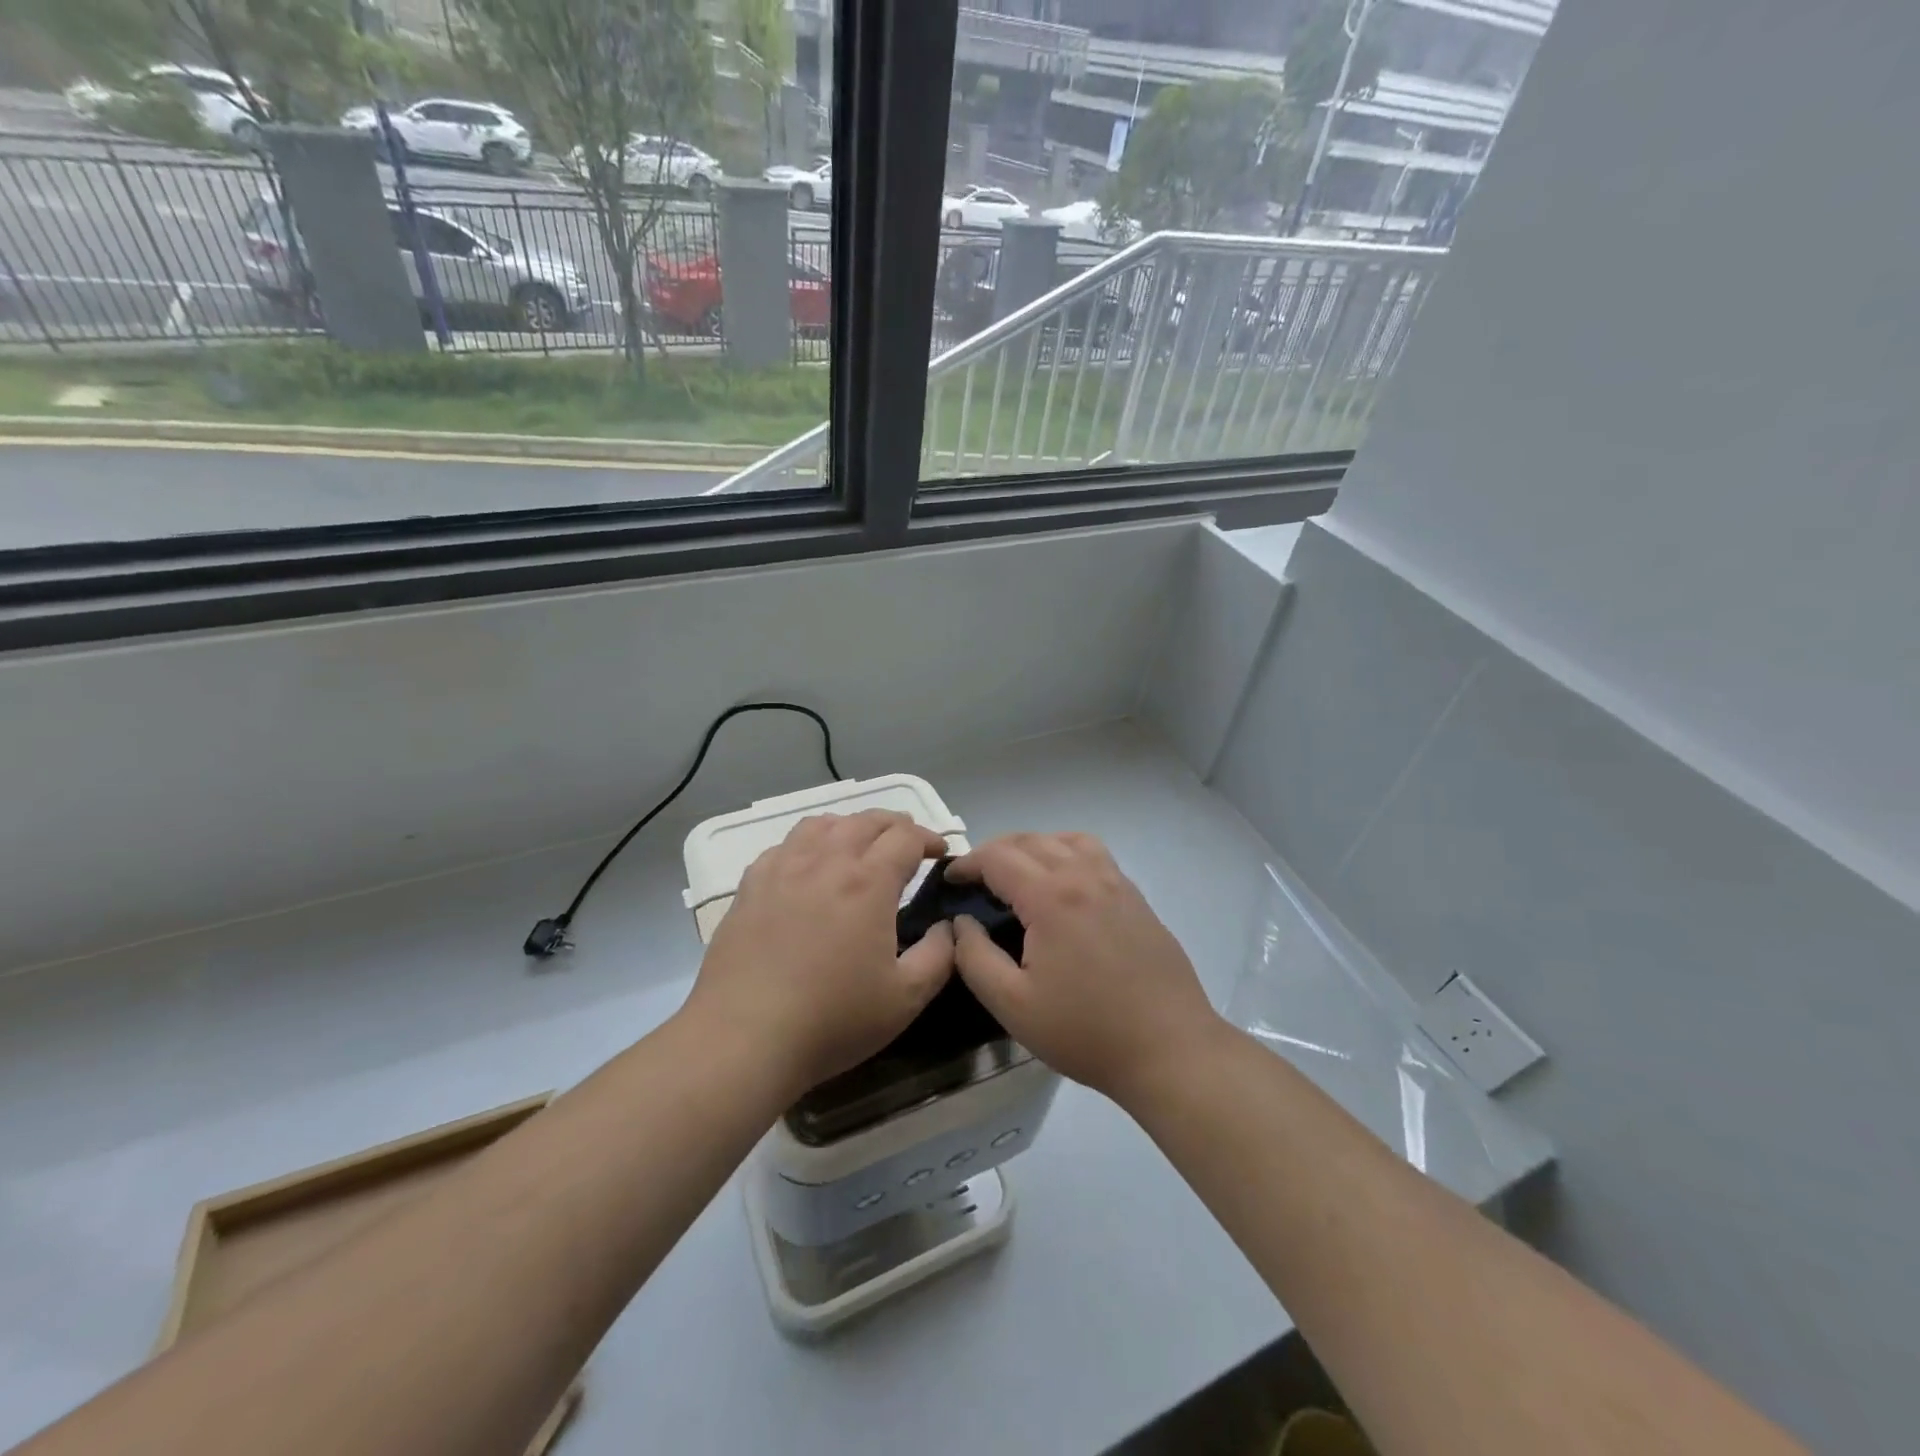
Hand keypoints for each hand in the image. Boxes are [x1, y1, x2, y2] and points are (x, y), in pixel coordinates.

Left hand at [685, 810, 954, 1095]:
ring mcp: (783, 869)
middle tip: (908, 845)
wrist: (744, 1038)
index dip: (929, 838)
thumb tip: (947, 926)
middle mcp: (826, 861)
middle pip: (866, 820)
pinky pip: (785, 845)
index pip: (906, 837)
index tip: (939, 854)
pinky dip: (809, 843)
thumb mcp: (906, 998)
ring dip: (851, 826)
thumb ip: (939, 955)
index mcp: (868, 882)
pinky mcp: (750, 885)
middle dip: (895, 825)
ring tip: (860, 846)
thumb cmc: (832, 1020)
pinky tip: (809, 866)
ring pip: (822, 824)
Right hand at [947, 832, 1223, 1104]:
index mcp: (1052, 896)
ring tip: (1018, 872)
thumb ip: (975, 957)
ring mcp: (1116, 883)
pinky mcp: (1136, 898)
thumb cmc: (1085, 1030)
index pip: (998, 857)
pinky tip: (1063, 885)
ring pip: (1066, 840)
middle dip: (995, 851)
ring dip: (1034, 846)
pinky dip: (1067, 853)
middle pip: (1031, 840)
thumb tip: (961, 923)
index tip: (950, 880)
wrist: (1169, 1049)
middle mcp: (1084, 876)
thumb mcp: (1013, 1005)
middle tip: (976, 878)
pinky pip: (1095, 855)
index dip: (968, 863)